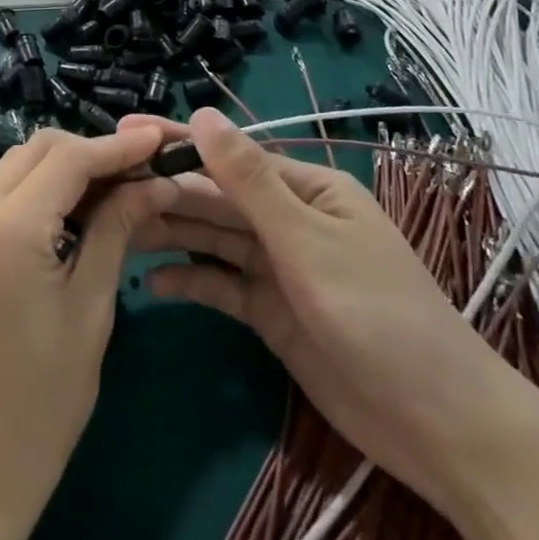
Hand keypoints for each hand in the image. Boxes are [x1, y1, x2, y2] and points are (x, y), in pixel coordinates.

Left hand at [0, 124, 174, 537]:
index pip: (68, 158)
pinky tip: (78, 217)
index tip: (162, 141)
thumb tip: (152, 183)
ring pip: (18, 170)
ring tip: (119, 193)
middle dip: (91, 152)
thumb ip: (115, 232)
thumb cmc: (37, 408)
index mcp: (5, 228)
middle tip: (142, 173)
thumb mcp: (89, 312)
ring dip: (66, 171)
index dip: (118, 146)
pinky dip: (42, 195)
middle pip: (37, 151)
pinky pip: (3, 199)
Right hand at [128, 109, 512, 502]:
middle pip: (216, 199)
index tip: (124, 132)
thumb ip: (248, 180)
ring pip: (214, 240)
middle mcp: (289, 220)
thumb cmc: (375, 314)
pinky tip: (151, 285)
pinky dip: (191, 282)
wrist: (435, 425)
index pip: (230, 157)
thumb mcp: (306, 240)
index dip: (176, 144)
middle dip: (165, 191)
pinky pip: (222, 286)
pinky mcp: (272, 312)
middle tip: (103, 189)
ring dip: (170, 234)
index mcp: (307, 189)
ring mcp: (279, 268)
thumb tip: (200, 114)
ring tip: (115, 231)